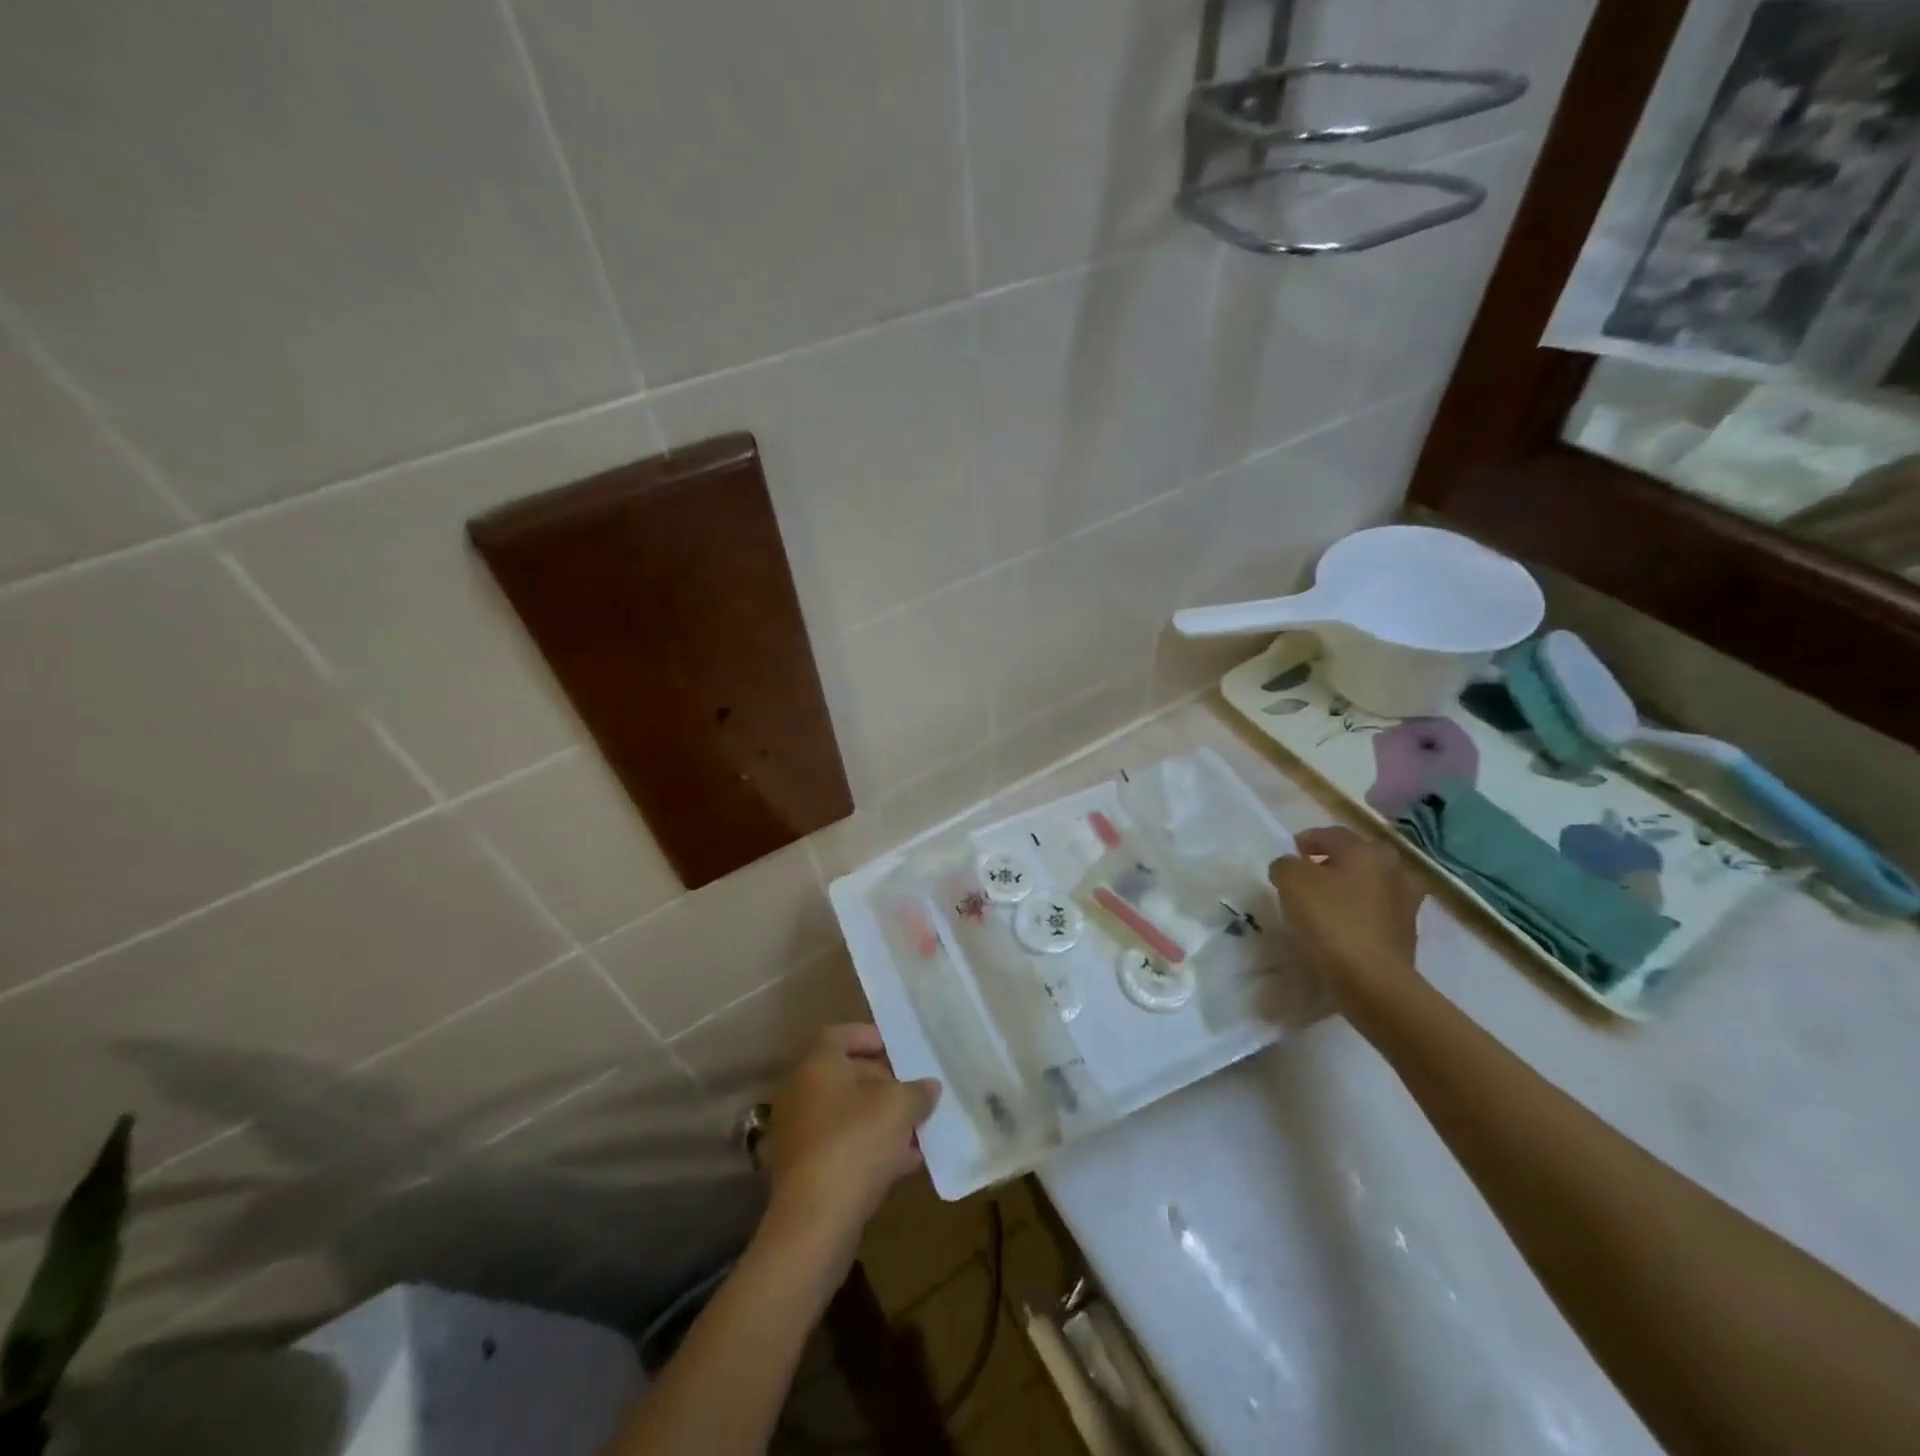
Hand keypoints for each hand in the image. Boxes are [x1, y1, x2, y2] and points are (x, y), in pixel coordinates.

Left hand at [762, 1025, 940, 1244]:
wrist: (814, 1220)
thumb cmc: (856, 1143)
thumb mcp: (899, 1108)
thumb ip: (917, 1091)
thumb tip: (929, 1086)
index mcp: (818, 1064)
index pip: (841, 1035)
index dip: (871, 1038)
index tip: (900, 1052)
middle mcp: (801, 1091)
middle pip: (845, 1075)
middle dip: (883, 1083)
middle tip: (914, 1093)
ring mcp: (799, 1132)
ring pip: (846, 1114)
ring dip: (879, 1119)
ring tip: (916, 1130)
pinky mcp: (804, 1169)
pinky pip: (841, 1146)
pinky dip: (868, 1148)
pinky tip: (903, 1164)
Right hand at [1269, 826, 1424, 1023]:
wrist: (1372, 979)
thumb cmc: (1330, 920)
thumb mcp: (1291, 881)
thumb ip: (1285, 865)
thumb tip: (1290, 866)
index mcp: (1366, 851)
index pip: (1333, 834)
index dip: (1308, 839)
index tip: (1291, 851)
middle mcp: (1393, 870)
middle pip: (1357, 857)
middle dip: (1333, 861)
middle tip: (1309, 873)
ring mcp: (1406, 903)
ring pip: (1370, 885)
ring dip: (1349, 888)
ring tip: (1324, 902)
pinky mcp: (1407, 934)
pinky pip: (1376, 913)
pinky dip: (1359, 913)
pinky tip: (1340, 926)